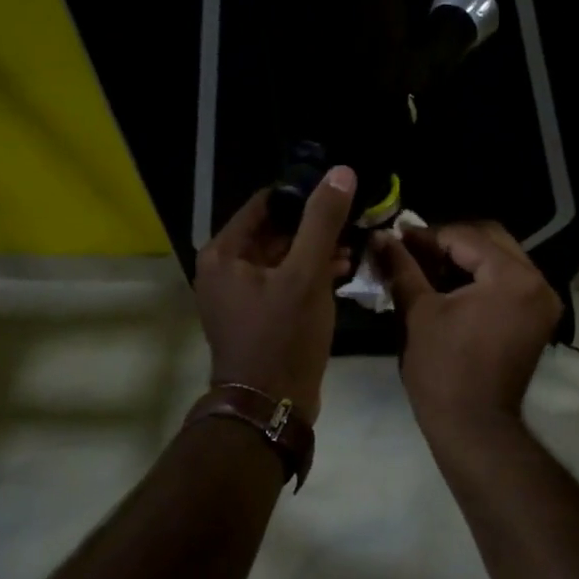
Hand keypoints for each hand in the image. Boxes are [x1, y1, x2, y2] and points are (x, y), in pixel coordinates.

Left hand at [194, 167, 356, 419]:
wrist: (271, 406)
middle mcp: (225, 269)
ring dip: (316, 250)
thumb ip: (322, 222)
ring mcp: (240, 295)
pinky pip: (284, 281)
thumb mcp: (306, 275)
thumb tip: (340, 172)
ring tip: (355, 245)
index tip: (339, 191)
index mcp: (224, 253)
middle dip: (314, 225)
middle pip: (274, 230)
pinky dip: (310, 274)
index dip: (302, 194)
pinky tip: (343, 270)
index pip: (265, 204)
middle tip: (354, 218)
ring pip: (283, 257)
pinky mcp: (258, 315)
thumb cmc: (283, 337)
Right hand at [373, 221, 561, 432]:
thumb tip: (380, 236)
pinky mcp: (537, 319)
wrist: (473, 426)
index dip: (427, 235)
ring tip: (425, 265)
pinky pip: (509, 282)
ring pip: (501, 260)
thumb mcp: (418, 312)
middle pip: (490, 240)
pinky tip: (448, 284)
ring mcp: (542, 302)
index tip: (395, 237)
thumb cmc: (443, 369)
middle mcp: (538, 282)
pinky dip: (481, 278)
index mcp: (512, 277)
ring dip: (465, 258)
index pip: (466, 237)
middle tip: (411, 249)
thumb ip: (402, 267)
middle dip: (449, 242)